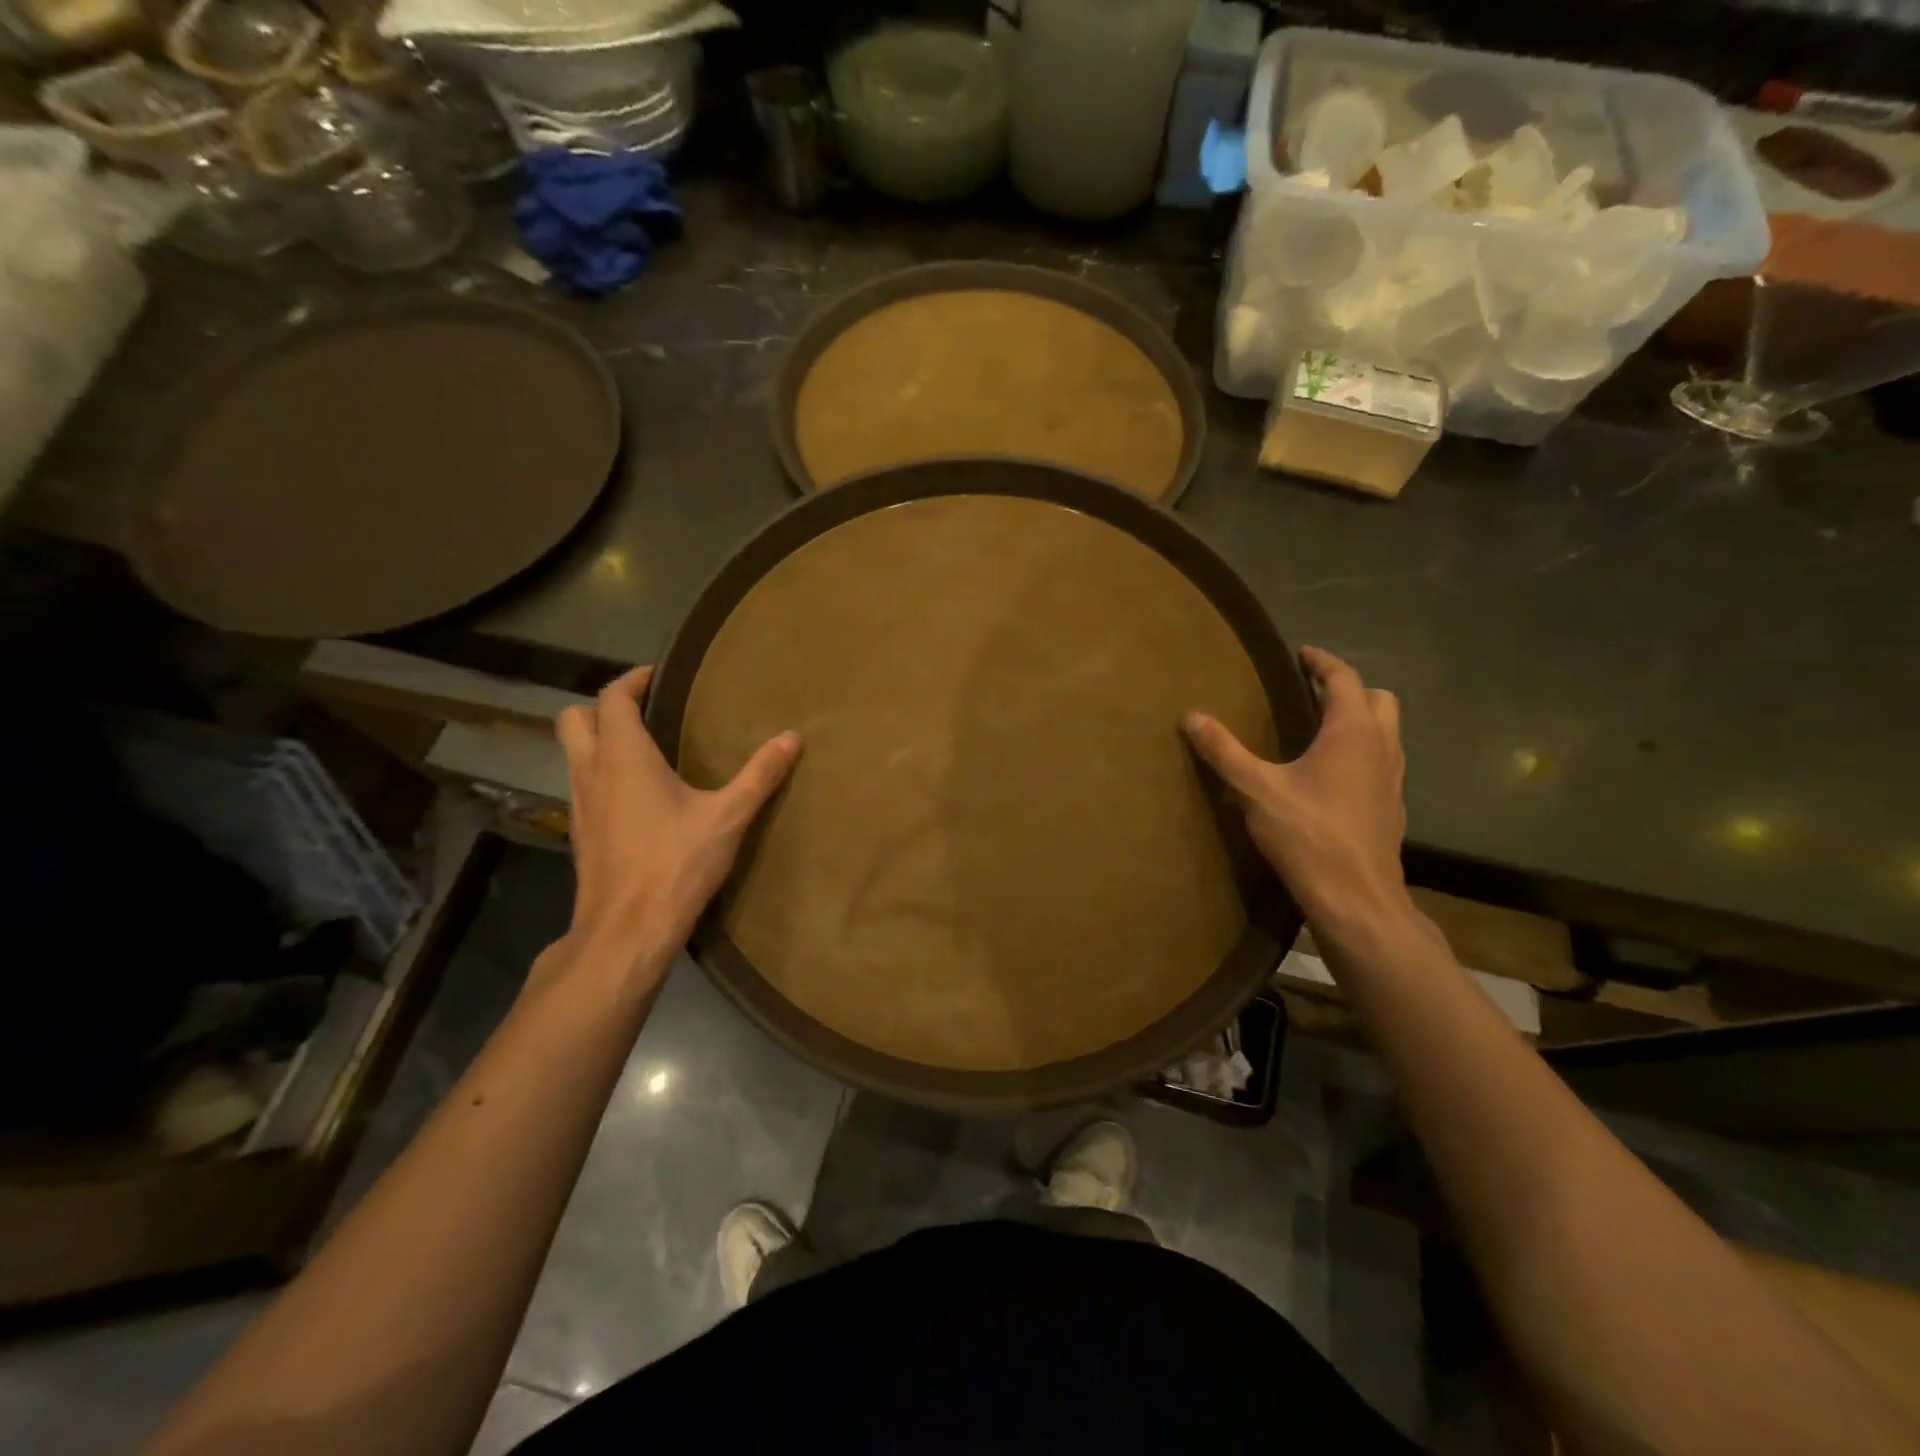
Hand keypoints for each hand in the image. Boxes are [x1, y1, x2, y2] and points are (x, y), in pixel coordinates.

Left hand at [554, 665, 800, 981]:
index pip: (612, 697)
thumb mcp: (728, 817)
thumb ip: (760, 775)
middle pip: (574, 719)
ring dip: (599, 739)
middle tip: (645, 709)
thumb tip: (793, 737)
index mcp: (623, 756)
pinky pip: (582, 784)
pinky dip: (601, 772)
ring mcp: (579, 804)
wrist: (626, 930)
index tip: (660, 676)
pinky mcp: (581, 832)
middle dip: (604, 705)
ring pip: (573, 753)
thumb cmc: (675, 864)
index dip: (632, 680)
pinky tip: (638, 794)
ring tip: (645, 746)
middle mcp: (591, 771)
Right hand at [1183, 647, 1408, 931]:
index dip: (1322, 662)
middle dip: (1348, 689)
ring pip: (1387, 731)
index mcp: (1352, 732)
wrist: (1356, 897)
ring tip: (1322, 729)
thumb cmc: (1307, 834)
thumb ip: (1224, 751)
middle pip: (1378, 699)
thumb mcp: (1256, 790)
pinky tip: (1334, 776)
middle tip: (1313, 692)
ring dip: (1361, 719)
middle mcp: (1381, 746)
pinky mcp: (1393, 807)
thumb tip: (1192, 717)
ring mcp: (1393, 778)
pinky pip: (1384, 761)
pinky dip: (1364, 751)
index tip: (1302, 653)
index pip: (1344, 679)